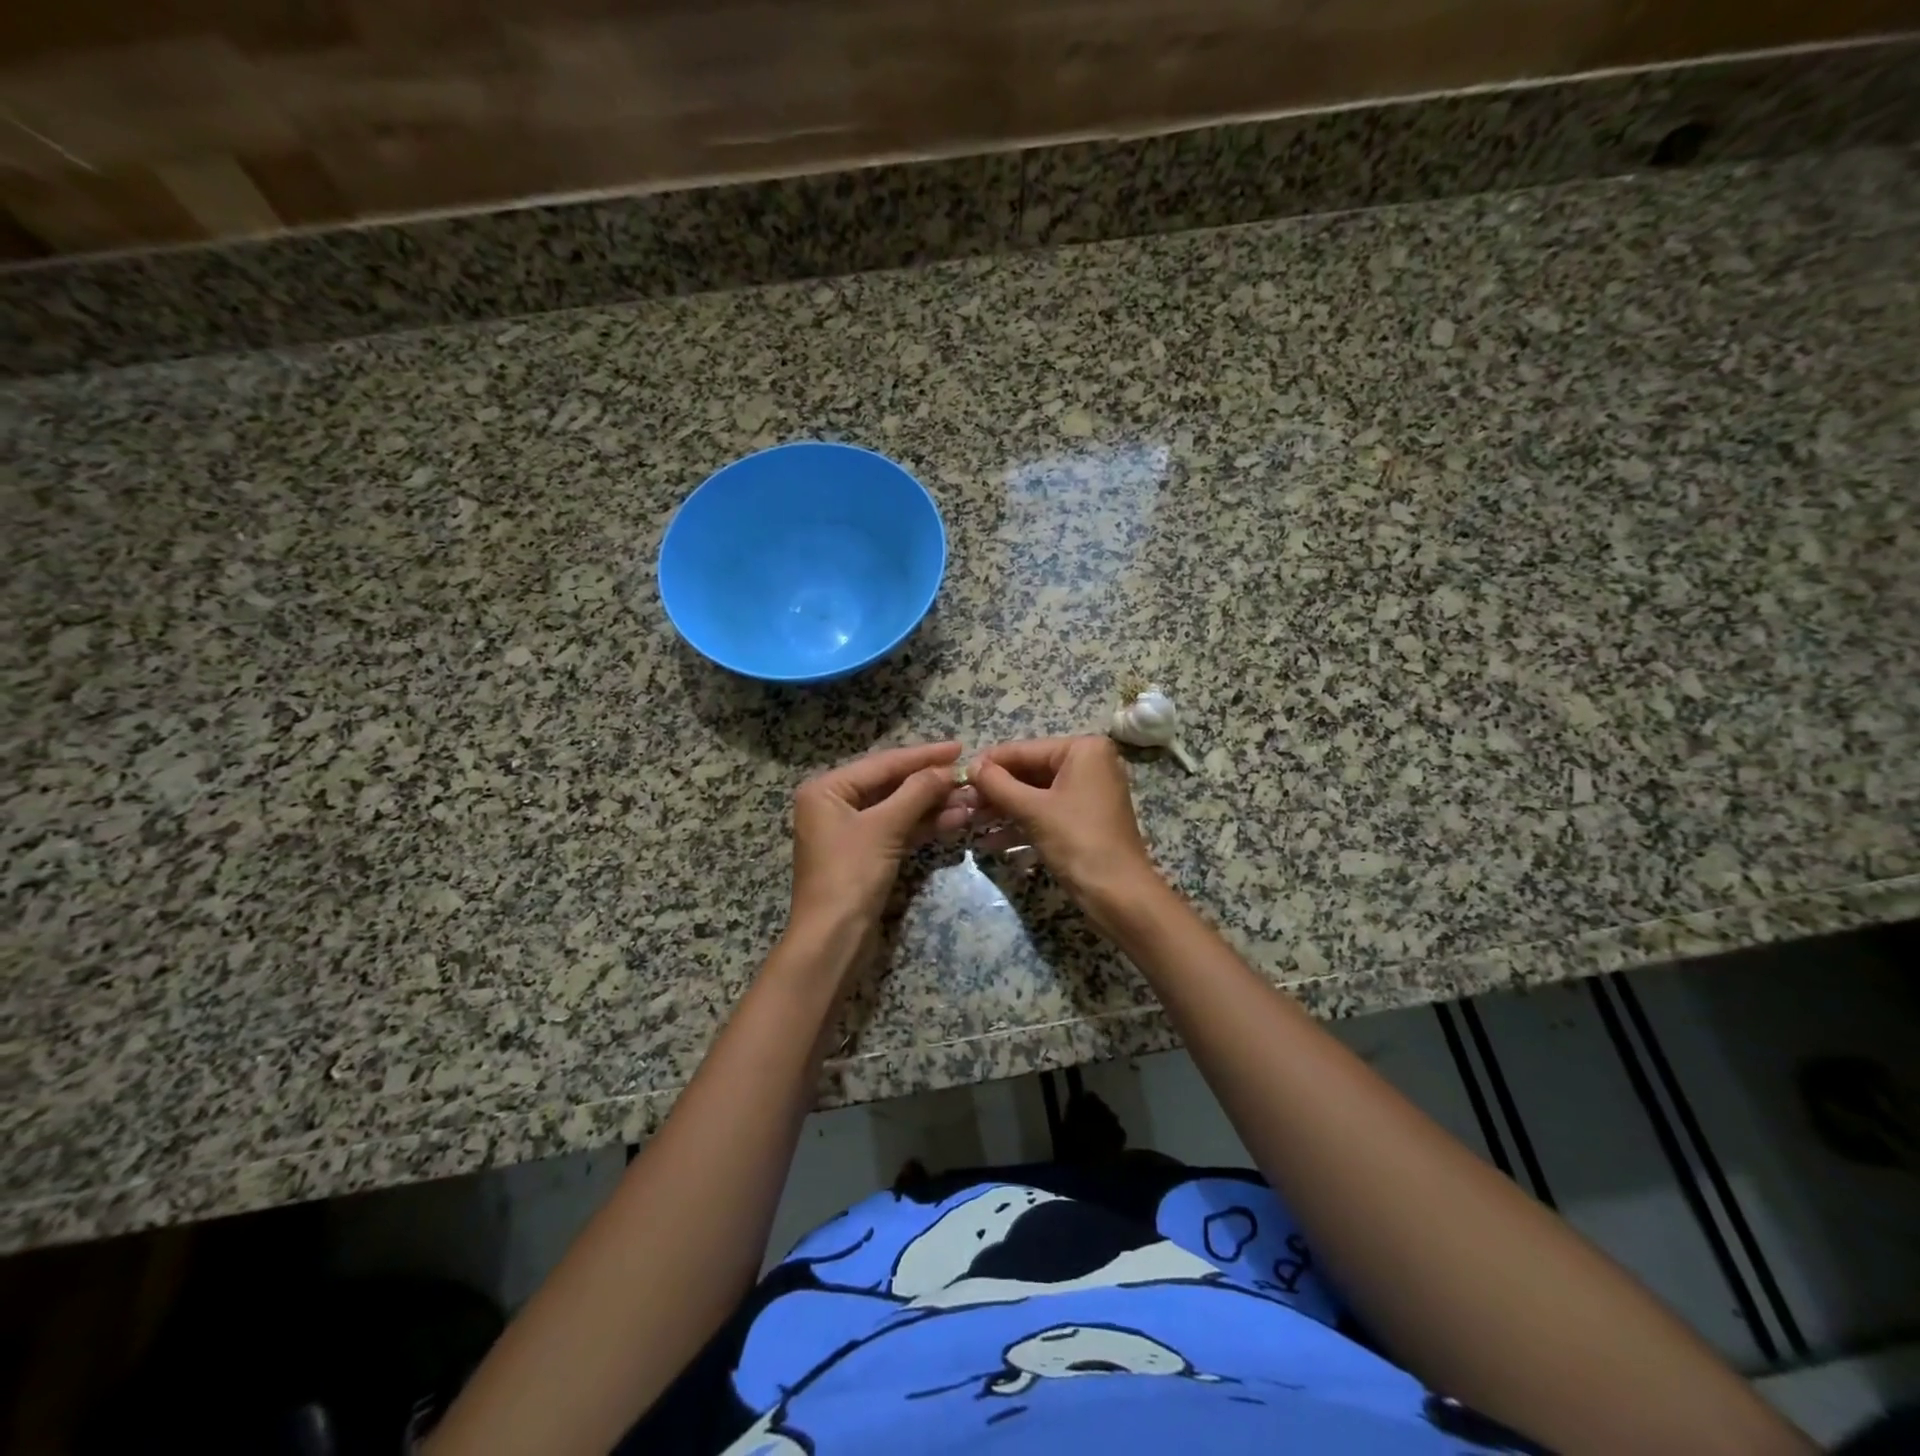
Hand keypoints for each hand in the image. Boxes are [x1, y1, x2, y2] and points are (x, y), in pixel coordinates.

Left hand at [789, 741, 971, 933]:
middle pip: (890, 784)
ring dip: (932, 805)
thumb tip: (946, 770)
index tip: (958, 747)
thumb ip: (917, 792)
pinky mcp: (865, 854)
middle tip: (968, 777)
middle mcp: (834, 804)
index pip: (883, 763)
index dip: (923, 755)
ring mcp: (849, 831)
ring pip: (897, 808)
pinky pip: (897, 829)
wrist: (833, 939)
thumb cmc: (850, 874)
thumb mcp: (885, 827)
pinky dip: (923, 825)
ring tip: (971, 801)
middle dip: (931, 783)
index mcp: (827, 789)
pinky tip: (955, 820)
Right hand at [968, 736, 1159, 906]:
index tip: (958, 774)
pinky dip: (1021, 826)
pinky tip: (991, 843)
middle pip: (1030, 772)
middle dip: (996, 791)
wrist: (1119, 894)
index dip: (990, 763)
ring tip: (970, 823)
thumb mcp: (1033, 810)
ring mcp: (1088, 793)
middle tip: (962, 803)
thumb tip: (971, 765)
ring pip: (1035, 795)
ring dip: (1004, 810)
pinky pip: (1046, 814)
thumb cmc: (1078, 841)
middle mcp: (1089, 764)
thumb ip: (998, 784)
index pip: (1025, 750)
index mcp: (1084, 750)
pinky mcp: (1084, 820)